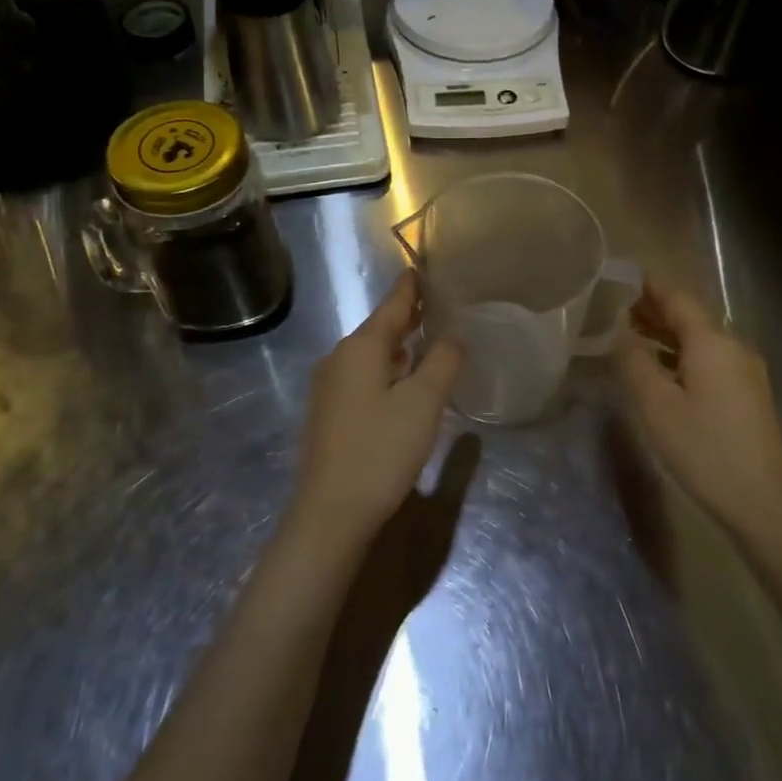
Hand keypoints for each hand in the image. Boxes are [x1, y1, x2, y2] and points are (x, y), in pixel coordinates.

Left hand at [289, 271, 463, 547]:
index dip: (409, 288)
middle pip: (378, 329)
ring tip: (427, 338)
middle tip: (437, 304)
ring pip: (370, 355)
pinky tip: (403, 380)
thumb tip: (451, 336)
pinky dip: (387, 369)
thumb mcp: (423, 402)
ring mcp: (330, 388)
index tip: (421, 268)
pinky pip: (363, 377)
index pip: (391, 306)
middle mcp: (339, 360)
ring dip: (398, 345)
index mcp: (360, 348)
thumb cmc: (381, 450)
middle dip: (406, 316)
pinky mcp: (330, 414)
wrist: (332, 512)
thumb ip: (442, 361)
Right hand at [613, 282, 781, 541]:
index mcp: (711, 341)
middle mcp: (732, 346)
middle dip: (654, 309)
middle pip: (690, 315)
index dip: (648, 285)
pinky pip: (709, 358)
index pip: (677, 297)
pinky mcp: (747, 392)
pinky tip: (659, 367)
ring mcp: (744, 369)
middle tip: (615, 307)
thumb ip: (634, 362)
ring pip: (700, 338)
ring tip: (629, 333)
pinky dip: (681, 354)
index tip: (618, 278)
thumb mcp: (656, 405)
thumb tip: (619, 330)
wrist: (761, 498)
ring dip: (666, 333)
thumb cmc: (703, 448)